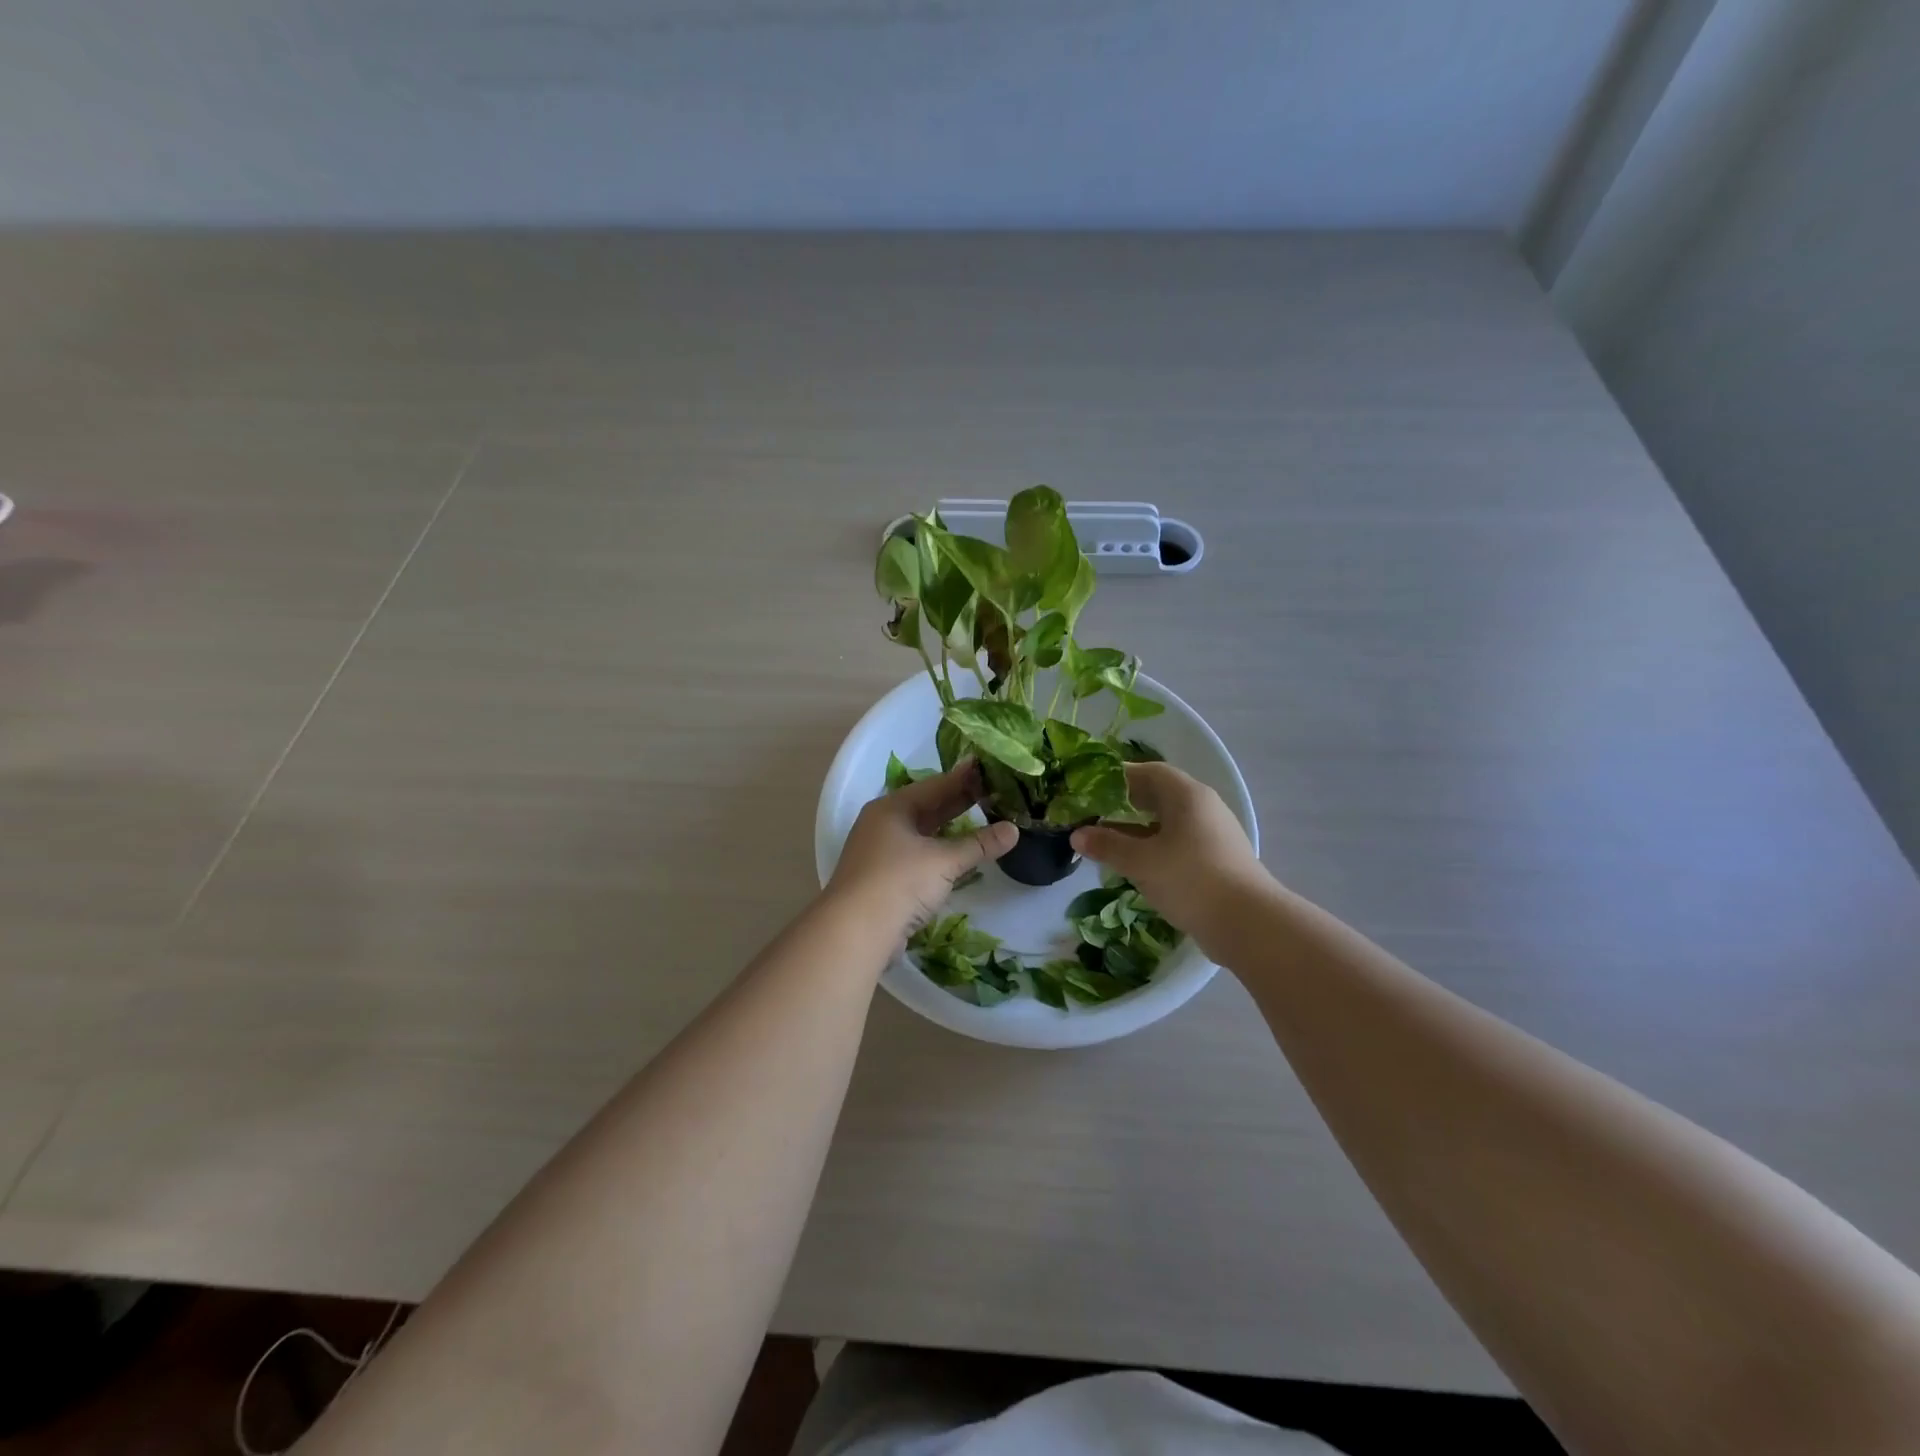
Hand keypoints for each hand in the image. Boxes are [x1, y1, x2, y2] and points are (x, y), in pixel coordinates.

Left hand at [827, 761, 1017, 939]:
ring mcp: (880, 851)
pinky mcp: (883, 878)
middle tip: (994, 791)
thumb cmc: (899, 882)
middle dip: (959, 801)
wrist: (855, 932)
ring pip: (922, 832)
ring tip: (982, 818)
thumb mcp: (944, 861)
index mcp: (892, 808)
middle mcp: (883, 823)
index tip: (989, 766)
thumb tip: (1014, 830)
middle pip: (927, 806)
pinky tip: (958, 853)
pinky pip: (918, 854)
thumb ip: (979, 844)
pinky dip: (939, 850)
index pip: (935, 785)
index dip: (964, 777)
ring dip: (950, 828)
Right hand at [1070, 762, 1269, 950]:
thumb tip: (1077, 835)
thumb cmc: (1190, 879)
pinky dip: (1154, 846)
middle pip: (1159, 795)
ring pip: (1168, 821)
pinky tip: (1136, 864)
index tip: (1090, 788)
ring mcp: (1213, 834)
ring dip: (1138, 828)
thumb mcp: (1141, 862)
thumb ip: (1107, 845)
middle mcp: (1203, 807)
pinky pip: (1178, 842)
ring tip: (1108, 840)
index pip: (1149, 772)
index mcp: (1187, 795)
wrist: (1249, 924)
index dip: (1118, 777)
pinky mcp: (1216, 860)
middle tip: (1094, 813)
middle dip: (1125, 803)